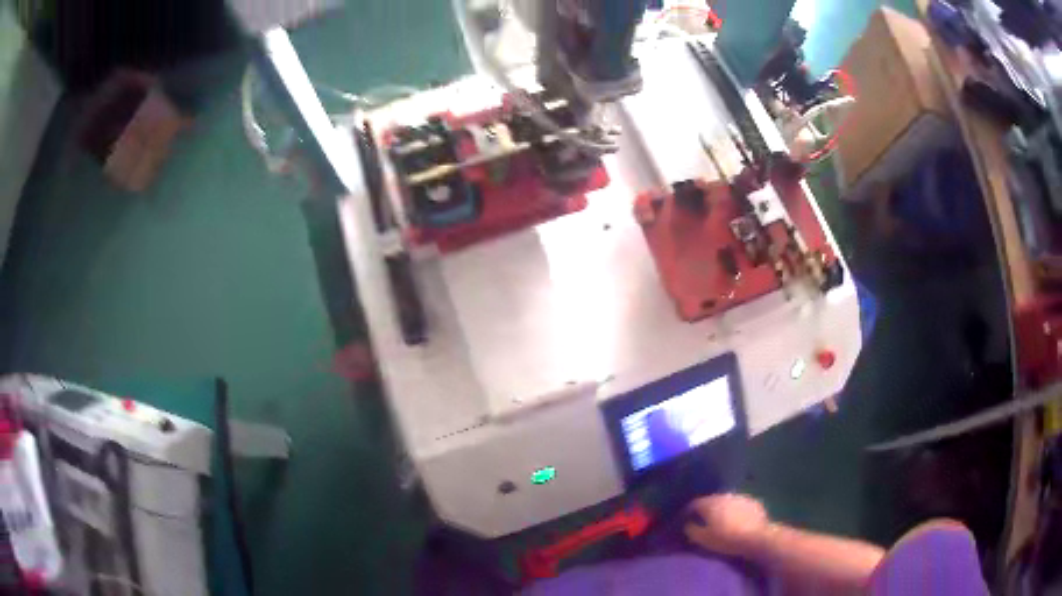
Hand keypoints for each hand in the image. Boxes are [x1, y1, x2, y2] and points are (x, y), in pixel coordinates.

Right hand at [684, 494, 769, 555]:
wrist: (757, 537)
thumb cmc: (727, 539)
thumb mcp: (703, 539)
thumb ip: (691, 530)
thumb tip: (687, 524)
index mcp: (711, 503)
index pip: (694, 504)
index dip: (687, 512)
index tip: (684, 520)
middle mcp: (725, 495)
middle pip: (711, 501)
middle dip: (705, 510)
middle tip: (702, 521)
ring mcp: (741, 497)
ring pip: (726, 501)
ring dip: (721, 509)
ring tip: (720, 520)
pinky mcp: (753, 502)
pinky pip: (739, 505)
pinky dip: (734, 511)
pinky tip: (736, 520)